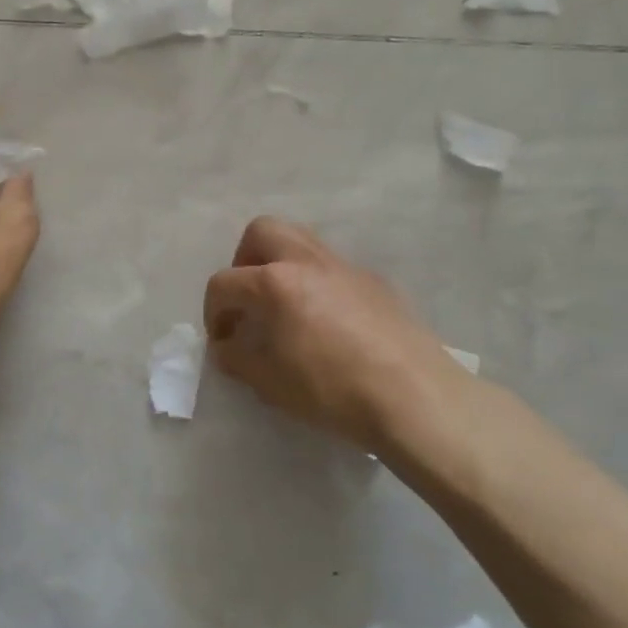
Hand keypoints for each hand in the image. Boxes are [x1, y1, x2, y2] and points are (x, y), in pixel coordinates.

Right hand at [203, 217, 463, 453]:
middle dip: (244, 261)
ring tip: (284, 305)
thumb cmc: (331, 389)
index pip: (224, 283)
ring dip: (281, 263)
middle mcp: (307, 261)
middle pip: (262, 232)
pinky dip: (317, 283)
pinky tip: (328, 323)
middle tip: (250, 300)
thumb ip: (237, 359)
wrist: (413, 396)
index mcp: (274, 282)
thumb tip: (226, 347)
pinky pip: (334, 268)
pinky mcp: (376, 281)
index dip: (213, 312)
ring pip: (301, 239)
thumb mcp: (269, 382)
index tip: (222, 341)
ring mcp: (345, 267)